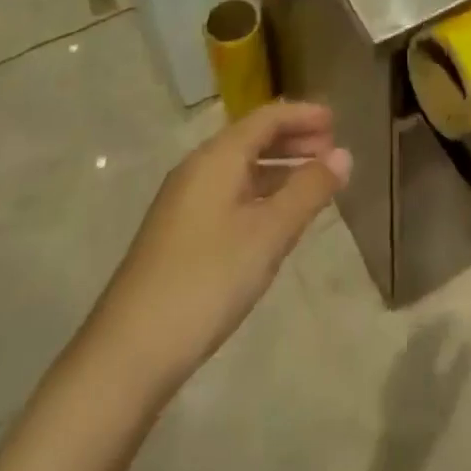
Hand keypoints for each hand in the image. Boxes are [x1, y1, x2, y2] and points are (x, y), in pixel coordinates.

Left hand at [92, 101, 350, 391]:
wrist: (126, 356)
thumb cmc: (207, 280)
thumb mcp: (269, 234)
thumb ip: (309, 190)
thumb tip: (344, 154)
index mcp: (217, 158)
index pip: (267, 118)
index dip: (303, 115)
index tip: (337, 121)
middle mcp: (197, 170)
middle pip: (252, 139)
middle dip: (293, 139)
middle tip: (331, 150)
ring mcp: (183, 204)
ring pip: (239, 169)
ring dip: (278, 168)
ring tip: (312, 183)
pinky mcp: (177, 235)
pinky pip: (228, 194)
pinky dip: (259, 192)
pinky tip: (274, 219)